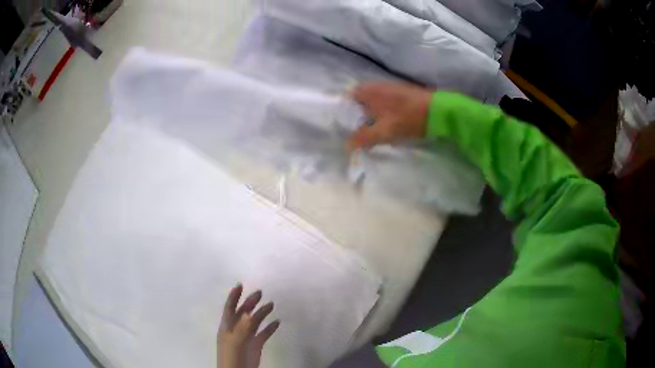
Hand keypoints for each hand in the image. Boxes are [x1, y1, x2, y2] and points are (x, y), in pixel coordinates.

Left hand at [218, 284, 279, 367]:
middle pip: (243, 312)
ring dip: (262, 313)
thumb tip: (248, 312)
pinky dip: (270, 327)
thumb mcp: (235, 340)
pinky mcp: (256, 344)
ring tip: (271, 304)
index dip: (233, 296)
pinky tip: (277, 322)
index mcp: (228, 326)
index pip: (229, 307)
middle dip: (250, 302)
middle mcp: (237, 329)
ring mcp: (247, 337)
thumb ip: (242, 327)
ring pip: (254, 321)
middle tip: (260, 292)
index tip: (240, 284)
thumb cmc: (232, 355)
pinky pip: (263, 333)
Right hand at [347, 81, 433, 150]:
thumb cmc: (407, 118)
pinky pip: (384, 105)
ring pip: (372, 104)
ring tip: (373, 133)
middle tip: (358, 134)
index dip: (345, 114)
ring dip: (371, 118)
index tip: (345, 128)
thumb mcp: (383, 131)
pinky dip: (382, 115)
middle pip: (359, 103)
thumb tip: (346, 146)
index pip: (347, 99)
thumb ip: (363, 138)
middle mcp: (375, 85)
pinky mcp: (400, 94)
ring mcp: (389, 88)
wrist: (437, 111)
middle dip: (358, 118)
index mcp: (367, 90)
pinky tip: (387, 126)